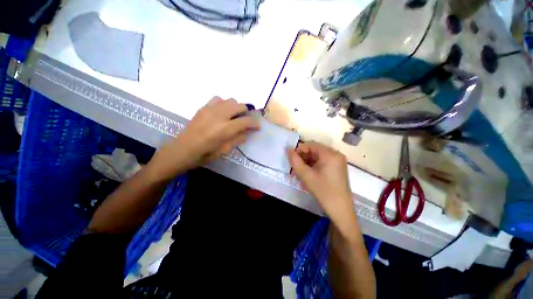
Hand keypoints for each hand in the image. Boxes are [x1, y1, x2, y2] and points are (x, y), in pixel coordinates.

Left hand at [148, 97, 259, 179]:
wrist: (181, 150)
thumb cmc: (204, 155)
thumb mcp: (225, 150)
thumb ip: (238, 139)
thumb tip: (249, 132)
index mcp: (225, 129)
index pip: (246, 121)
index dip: (255, 123)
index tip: (258, 127)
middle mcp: (219, 115)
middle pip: (240, 105)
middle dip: (247, 113)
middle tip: (246, 121)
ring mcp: (210, 109)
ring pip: (230, 100)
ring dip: (236, 108)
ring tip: (235, 117)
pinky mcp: (203, 107)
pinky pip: (218, 99)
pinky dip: (225, 104)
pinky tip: (223, 113)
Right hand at [287, 141, 355, 225]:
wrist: (340, 210)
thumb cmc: (323, 191)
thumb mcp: (306, 175)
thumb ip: (295, 160)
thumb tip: (287, 149)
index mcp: (330, 154)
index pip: (310, 144)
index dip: (299, 150)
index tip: (291, 159)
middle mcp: (336, 154)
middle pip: (314, 150)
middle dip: (303, 158)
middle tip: (294, 168)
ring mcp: (338, 161)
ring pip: (318, 157)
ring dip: (307, 163)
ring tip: (299, 173)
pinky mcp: (338, 168)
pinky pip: (323, 162)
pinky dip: (314, 167)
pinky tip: (308, 175)